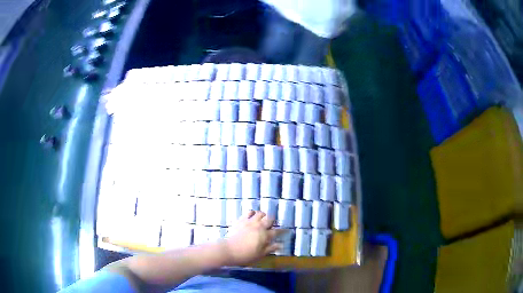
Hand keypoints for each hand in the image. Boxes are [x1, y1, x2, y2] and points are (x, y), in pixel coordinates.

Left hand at [223, 211, 283, 265]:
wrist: (229, 250)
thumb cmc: (246, 255)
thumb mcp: (260, 255)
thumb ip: (270, 248)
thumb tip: (280, 244)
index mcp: (265, 235)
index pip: (277, 231)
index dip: (282, 231)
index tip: (285, 230)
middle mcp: (259, 226)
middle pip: (270, 219)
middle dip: (272, 221)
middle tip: (271, 225)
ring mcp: (250, 222)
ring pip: (260, 213)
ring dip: (263, 215)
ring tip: (262, 219)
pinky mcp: (241, 220)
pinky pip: (249, 212)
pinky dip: (252, 213)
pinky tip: (251, 217)